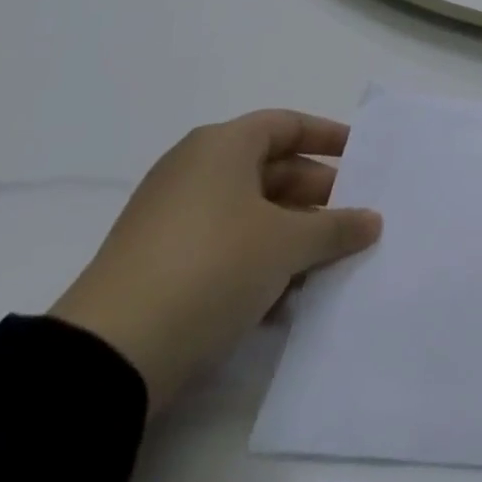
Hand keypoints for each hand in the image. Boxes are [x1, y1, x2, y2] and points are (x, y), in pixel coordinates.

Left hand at [50, 111, 380, 412]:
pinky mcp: (160, 263)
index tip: (363, 155)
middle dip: (316, 195)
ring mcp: (173, 218)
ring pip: (251, 213)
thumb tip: (372, 220)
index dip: (329, 136)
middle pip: (272, 169)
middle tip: (353, 219)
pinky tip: (287, 298)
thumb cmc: (211, 267)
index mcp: (222, 146)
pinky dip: (259, 261)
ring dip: (292, 235)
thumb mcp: (287, 244)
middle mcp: (195, 170)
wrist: (109, 357)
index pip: (287, 125)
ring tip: (328, 264)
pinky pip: (225, 246)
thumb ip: (336, 227)